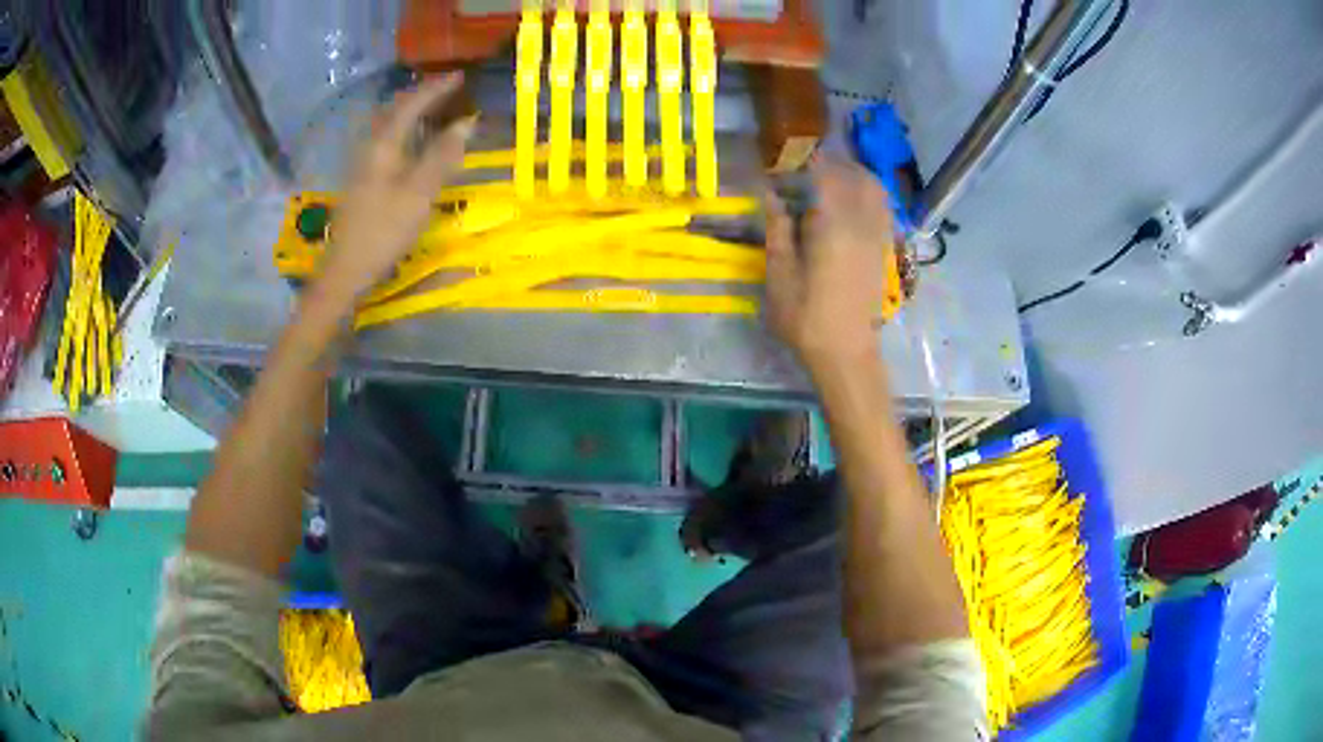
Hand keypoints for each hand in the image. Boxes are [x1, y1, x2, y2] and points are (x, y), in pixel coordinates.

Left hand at [314, 73, 474, 304]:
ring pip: (390, 125)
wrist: (347, 268)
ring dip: (413, 111)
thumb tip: (467, 123)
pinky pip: (388, 141)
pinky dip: (406, 130)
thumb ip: (442, 155)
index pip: (412, 103)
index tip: (461, 76)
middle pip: (396, 109)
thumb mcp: (419, 193)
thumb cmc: (384, 230)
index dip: (437, 88)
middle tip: (450, 89)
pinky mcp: (363, 178)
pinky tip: (416, 141)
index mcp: (384, 144)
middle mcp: (371, 146)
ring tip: (437, 108)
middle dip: (423, 94)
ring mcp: (363, 162)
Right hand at [764, 154, 894, 375]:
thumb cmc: (806, 318)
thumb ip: (778, 229)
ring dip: (854, 174)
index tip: (790, 153)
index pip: (825, 175)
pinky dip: (869, 192)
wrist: (846, 352)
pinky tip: (852, 200)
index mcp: (832, 226)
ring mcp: (877, 236)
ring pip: (874, 188)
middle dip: (832, 162)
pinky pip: (883, 207)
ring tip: (831, 176)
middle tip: (808, 163)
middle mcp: (861, 223)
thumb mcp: (780, 275)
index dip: (808, 158)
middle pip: (854, 175)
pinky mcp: (884, 249)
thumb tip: (772, 195)